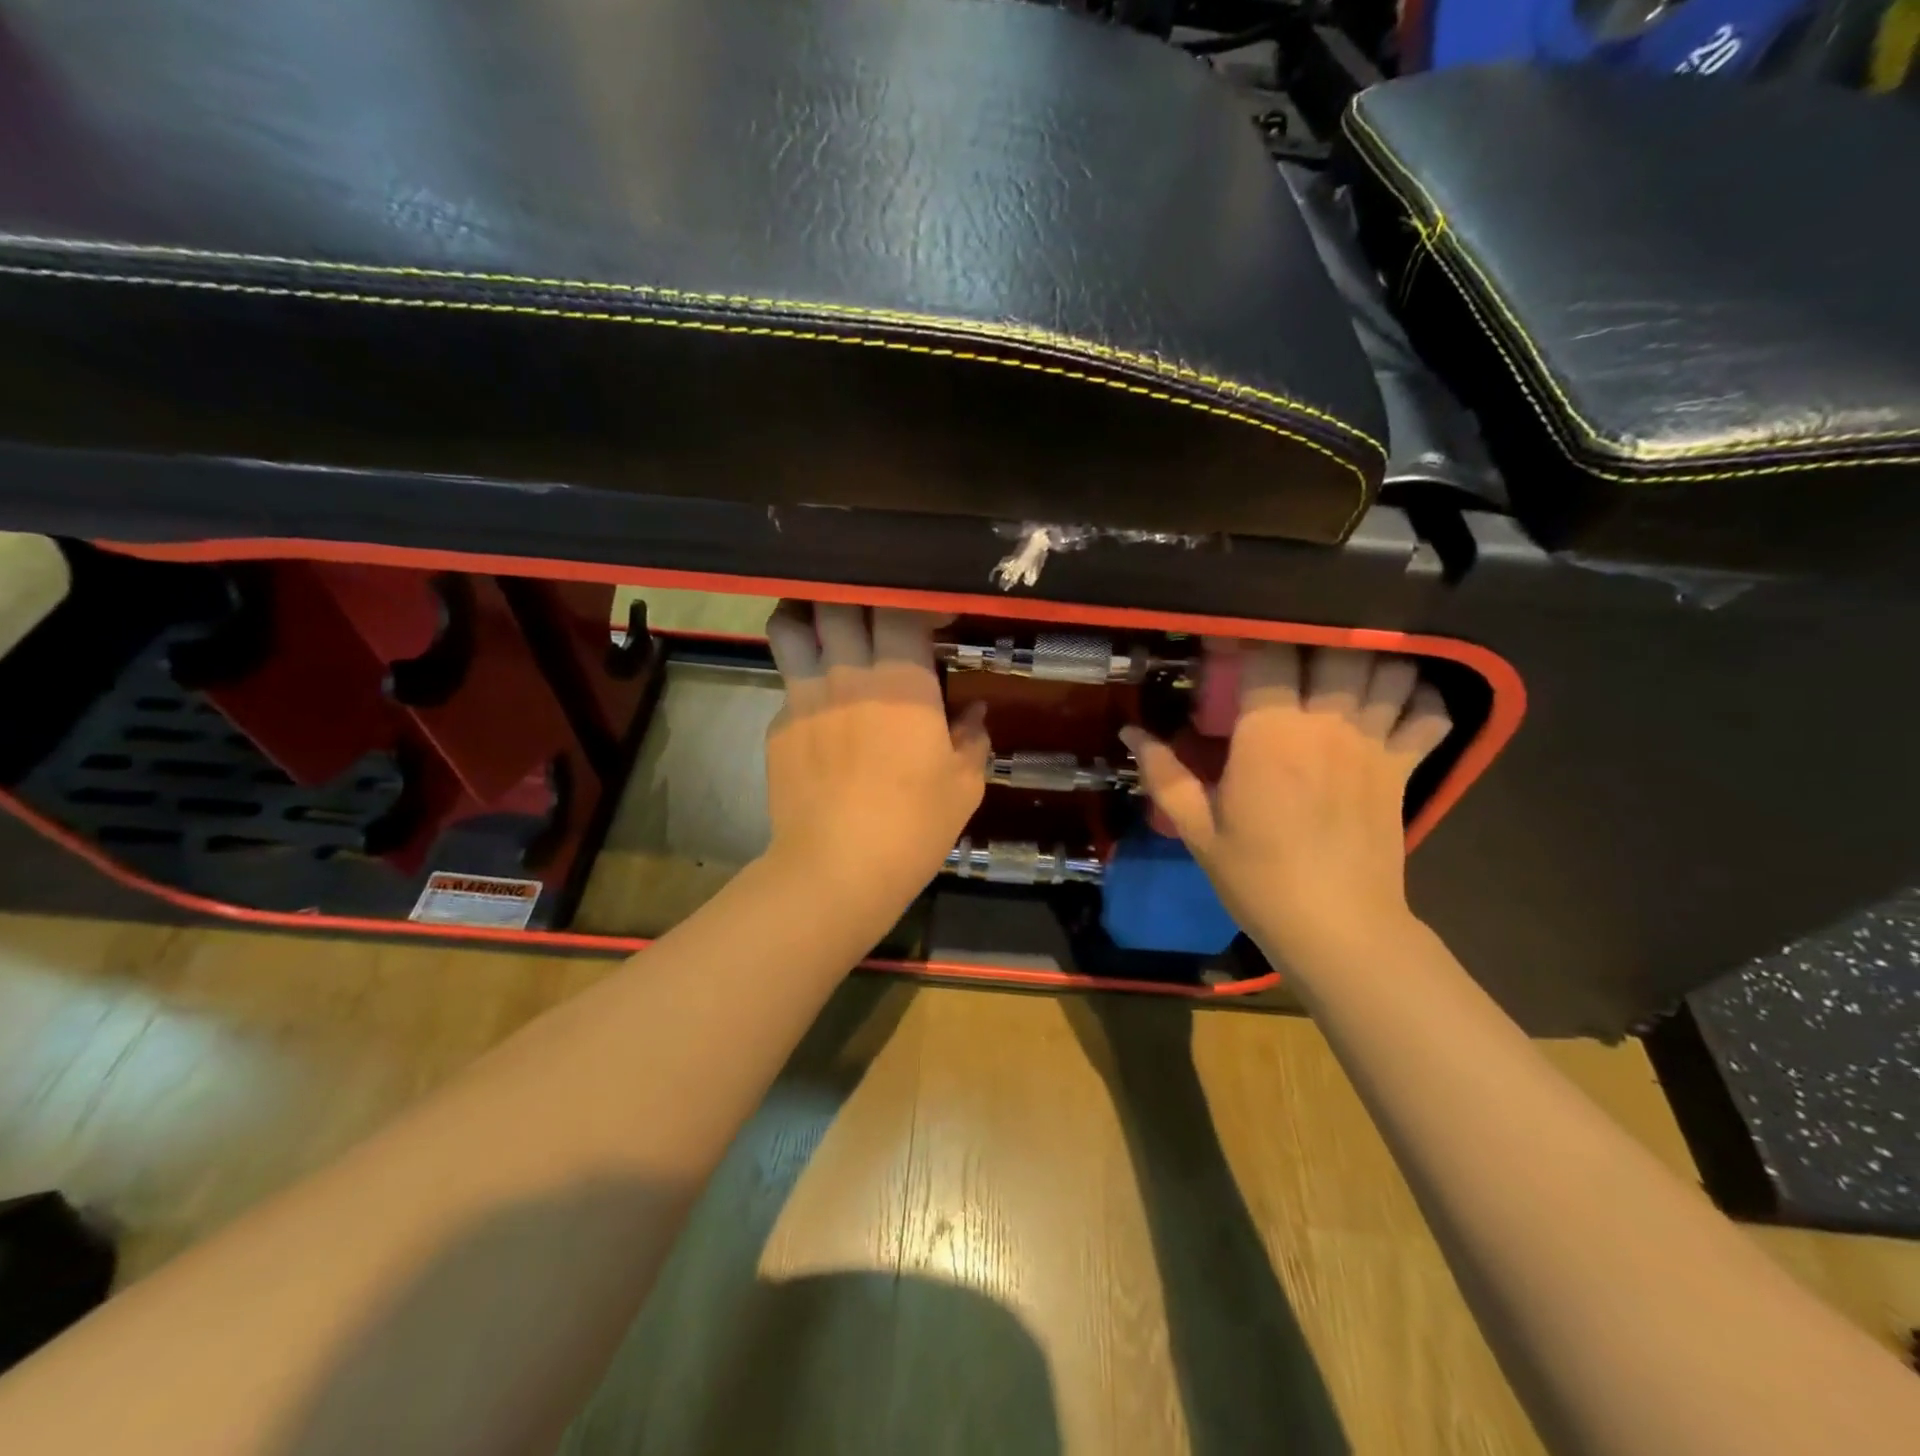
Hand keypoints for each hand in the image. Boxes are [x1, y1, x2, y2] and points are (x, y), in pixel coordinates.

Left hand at [762, 602, 990, 912]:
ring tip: (823, 628)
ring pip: (789, 626)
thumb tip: (974, 712)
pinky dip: (802, 681)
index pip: (901, 608)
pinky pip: (786, 683)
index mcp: (902, 682)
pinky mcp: (777, 725)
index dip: (918, 601)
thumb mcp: (964, 786)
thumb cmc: (913, 827)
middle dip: (856, 596)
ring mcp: (804, 696)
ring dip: (806, 616)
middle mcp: (848, 674)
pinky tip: (818, 711)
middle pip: (837, 601)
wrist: (837, 870)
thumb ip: (972, 739)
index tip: (933, 617)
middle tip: (873, 613)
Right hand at [1120, 646, 1451, 960]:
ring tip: (1341, 669)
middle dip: (1312, 640)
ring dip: (1368, 660)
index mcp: (1270, 734)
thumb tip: (1130, 732)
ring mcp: (1374, 742)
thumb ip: (1164, 774)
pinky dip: (1421, 696)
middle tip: (1288, 653)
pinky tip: (1396, 699)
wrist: (1336, 928)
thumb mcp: (1197, 830)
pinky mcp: (1405, 767)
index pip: (1267, 654)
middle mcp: (1326, 724)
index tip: (1230, 643)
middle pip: (1335, 648)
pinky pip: (1431, 712)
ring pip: (1388, 669)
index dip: (1247, 637)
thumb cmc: (1258, 878)